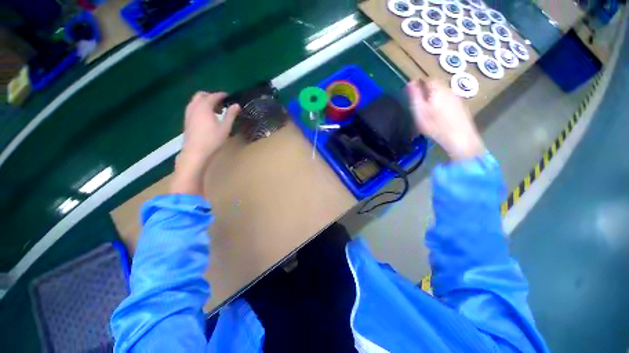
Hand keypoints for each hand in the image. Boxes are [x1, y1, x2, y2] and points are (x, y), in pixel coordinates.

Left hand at [181, 91, 239, 166]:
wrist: (195, 152)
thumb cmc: (212, 140)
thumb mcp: (225, 127)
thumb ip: (231, 115)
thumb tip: (236, 105)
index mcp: (204, 107)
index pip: (213, 96)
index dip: (221, 95)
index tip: (228, 96)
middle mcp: (194, 107)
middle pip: (201, 95)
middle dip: (210, 96)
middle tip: (220, 102)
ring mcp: (188, 114)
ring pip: (195, 101)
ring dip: (204, 101)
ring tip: (215, 110)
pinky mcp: (187, 120)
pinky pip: (193, 108)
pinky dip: (200, 107)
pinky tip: (207, 117)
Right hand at [408, 79, 484, 160]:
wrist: (459, 137)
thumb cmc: (435, 125)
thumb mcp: (419, 110)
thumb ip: (414, 95)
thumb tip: (410, 82)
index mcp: (438, 89)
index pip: (427, 80)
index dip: (419, 86)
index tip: (413, 97)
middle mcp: (449, 90)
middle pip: (436, 87)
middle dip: (428, 93)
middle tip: (420, 107)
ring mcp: (457, 98)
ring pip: (443, 94)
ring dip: (436, 99)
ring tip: (429, 113)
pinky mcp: (462, 107)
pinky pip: (450, 101)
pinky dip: (443, 106)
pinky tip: (440, 117)